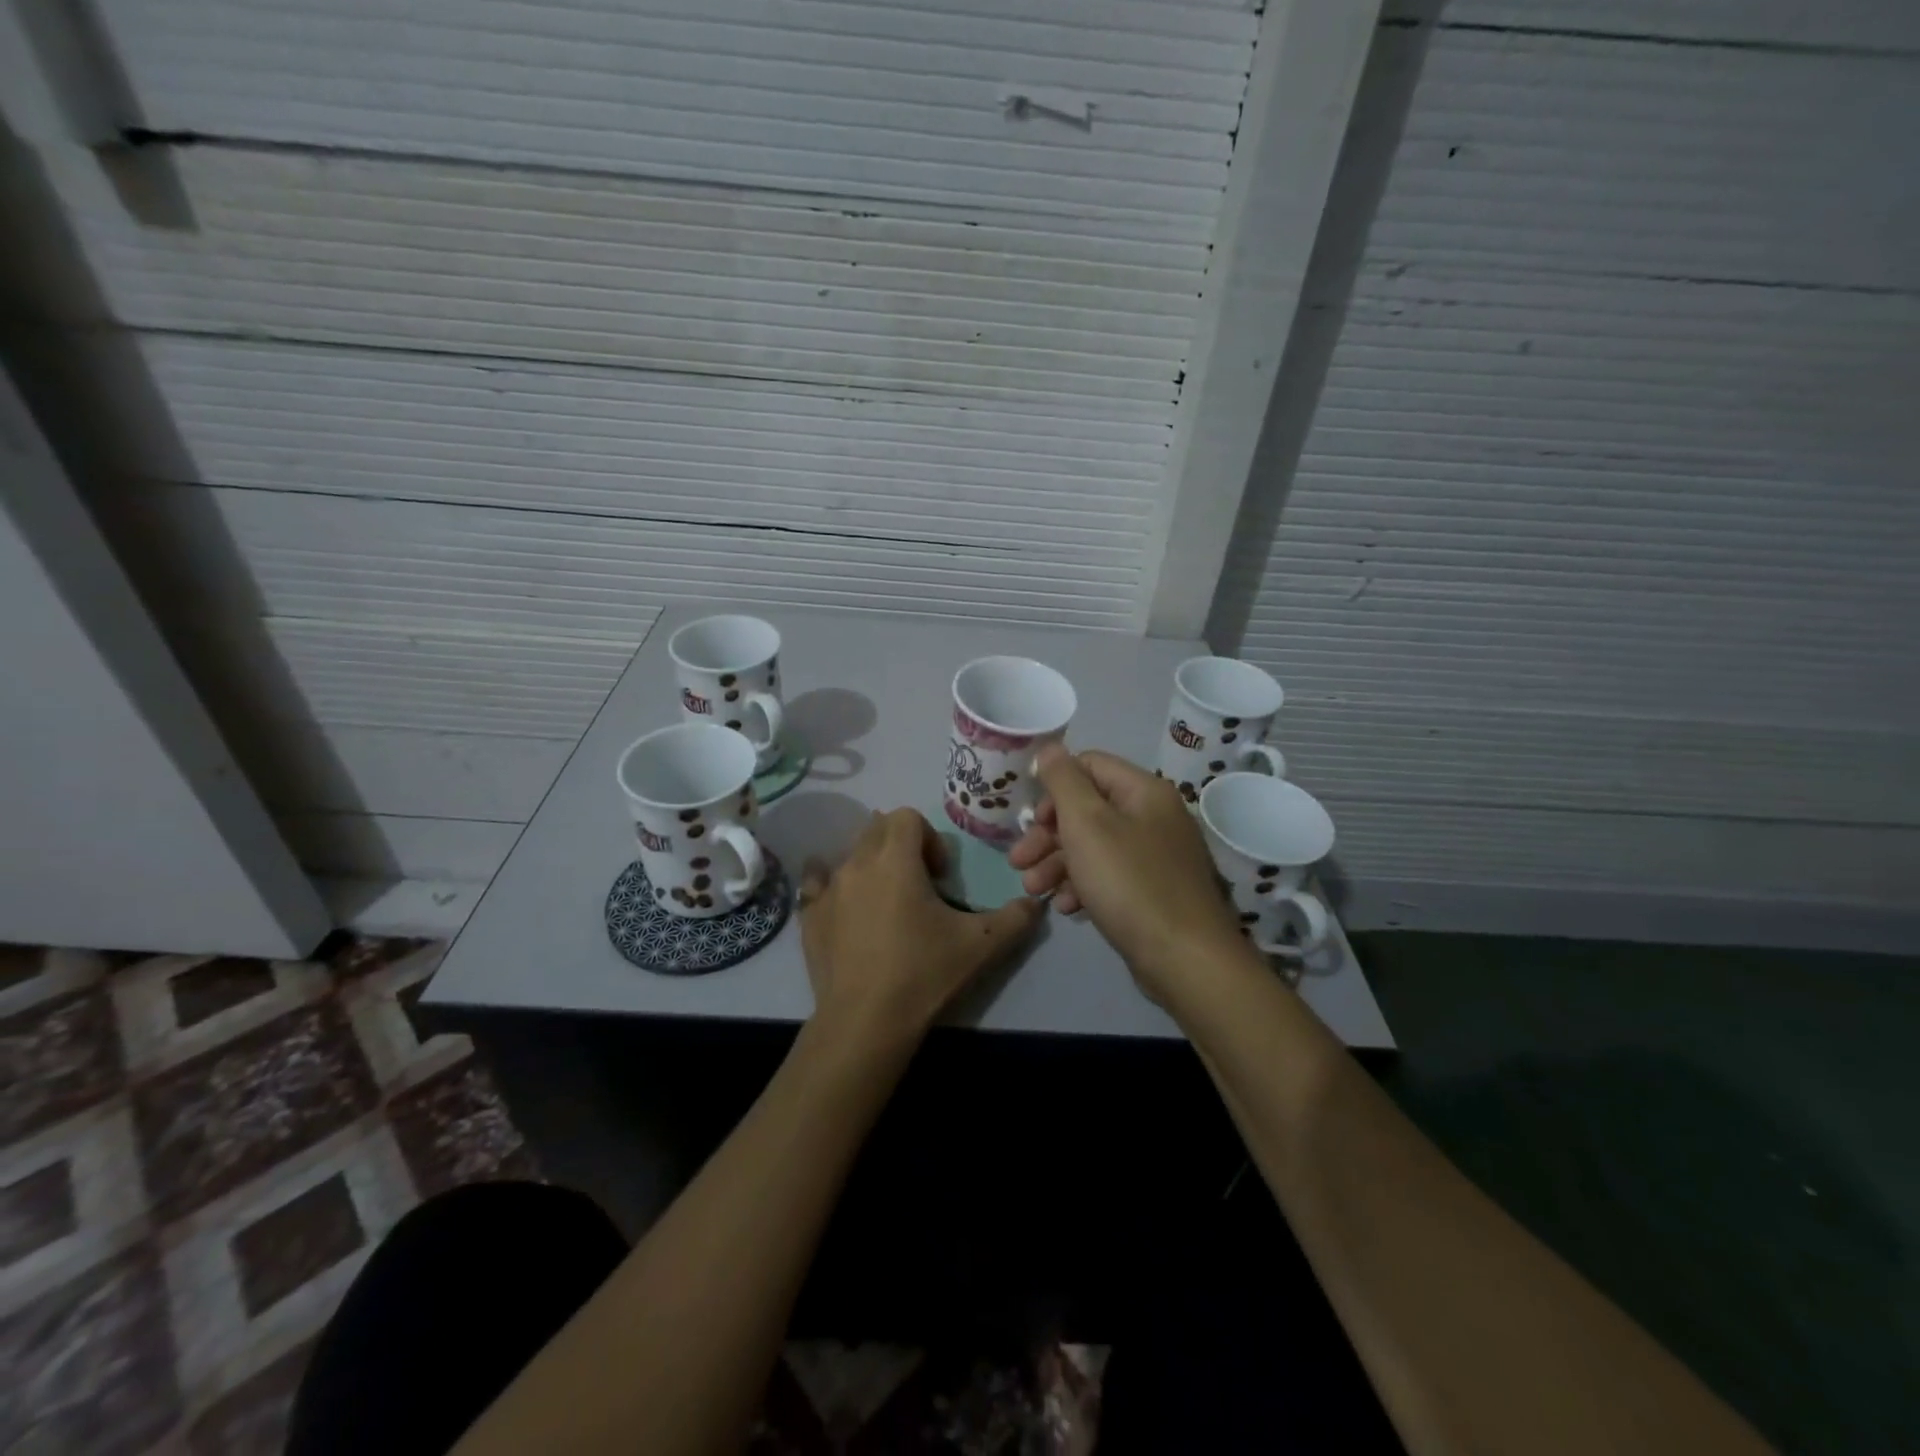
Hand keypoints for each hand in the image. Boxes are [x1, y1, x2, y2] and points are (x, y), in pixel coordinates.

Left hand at [800, 808, 1040, 1049]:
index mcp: (895, 860)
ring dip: (871, 865)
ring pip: (850, 855)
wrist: (865, 1021)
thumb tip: (1037, 903)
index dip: (928, 837)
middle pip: (877, 828)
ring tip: (887, 903)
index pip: (906, 816)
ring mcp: (827, 889)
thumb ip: (1015, 918)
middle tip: (919, 885)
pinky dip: (832, 885)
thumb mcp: (981, 945)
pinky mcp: (808, 916)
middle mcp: (857, 863)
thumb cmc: (924, 973)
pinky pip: (817, 883)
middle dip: (900, 846)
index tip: (939, 876)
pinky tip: (845, 909)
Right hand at [1009, 747, 1246, 1000]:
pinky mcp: (1153, 890)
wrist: (1185, 959)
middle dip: (1048, 834)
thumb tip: (1050, 748)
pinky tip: (1065, 907)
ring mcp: (1156, 855)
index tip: (1029, 818)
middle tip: (1017, 861)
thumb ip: (1064, 781)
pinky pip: (1110, 875)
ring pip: (1095, 846)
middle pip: (1088, 809)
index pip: (1089, 765)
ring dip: (1058, 863)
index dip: (1053, 787)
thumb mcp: (1087, 823)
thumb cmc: (1129, 882)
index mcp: (1143, 790)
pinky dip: (1083, 885)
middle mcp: (1153, 816)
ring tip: (1033, 890)